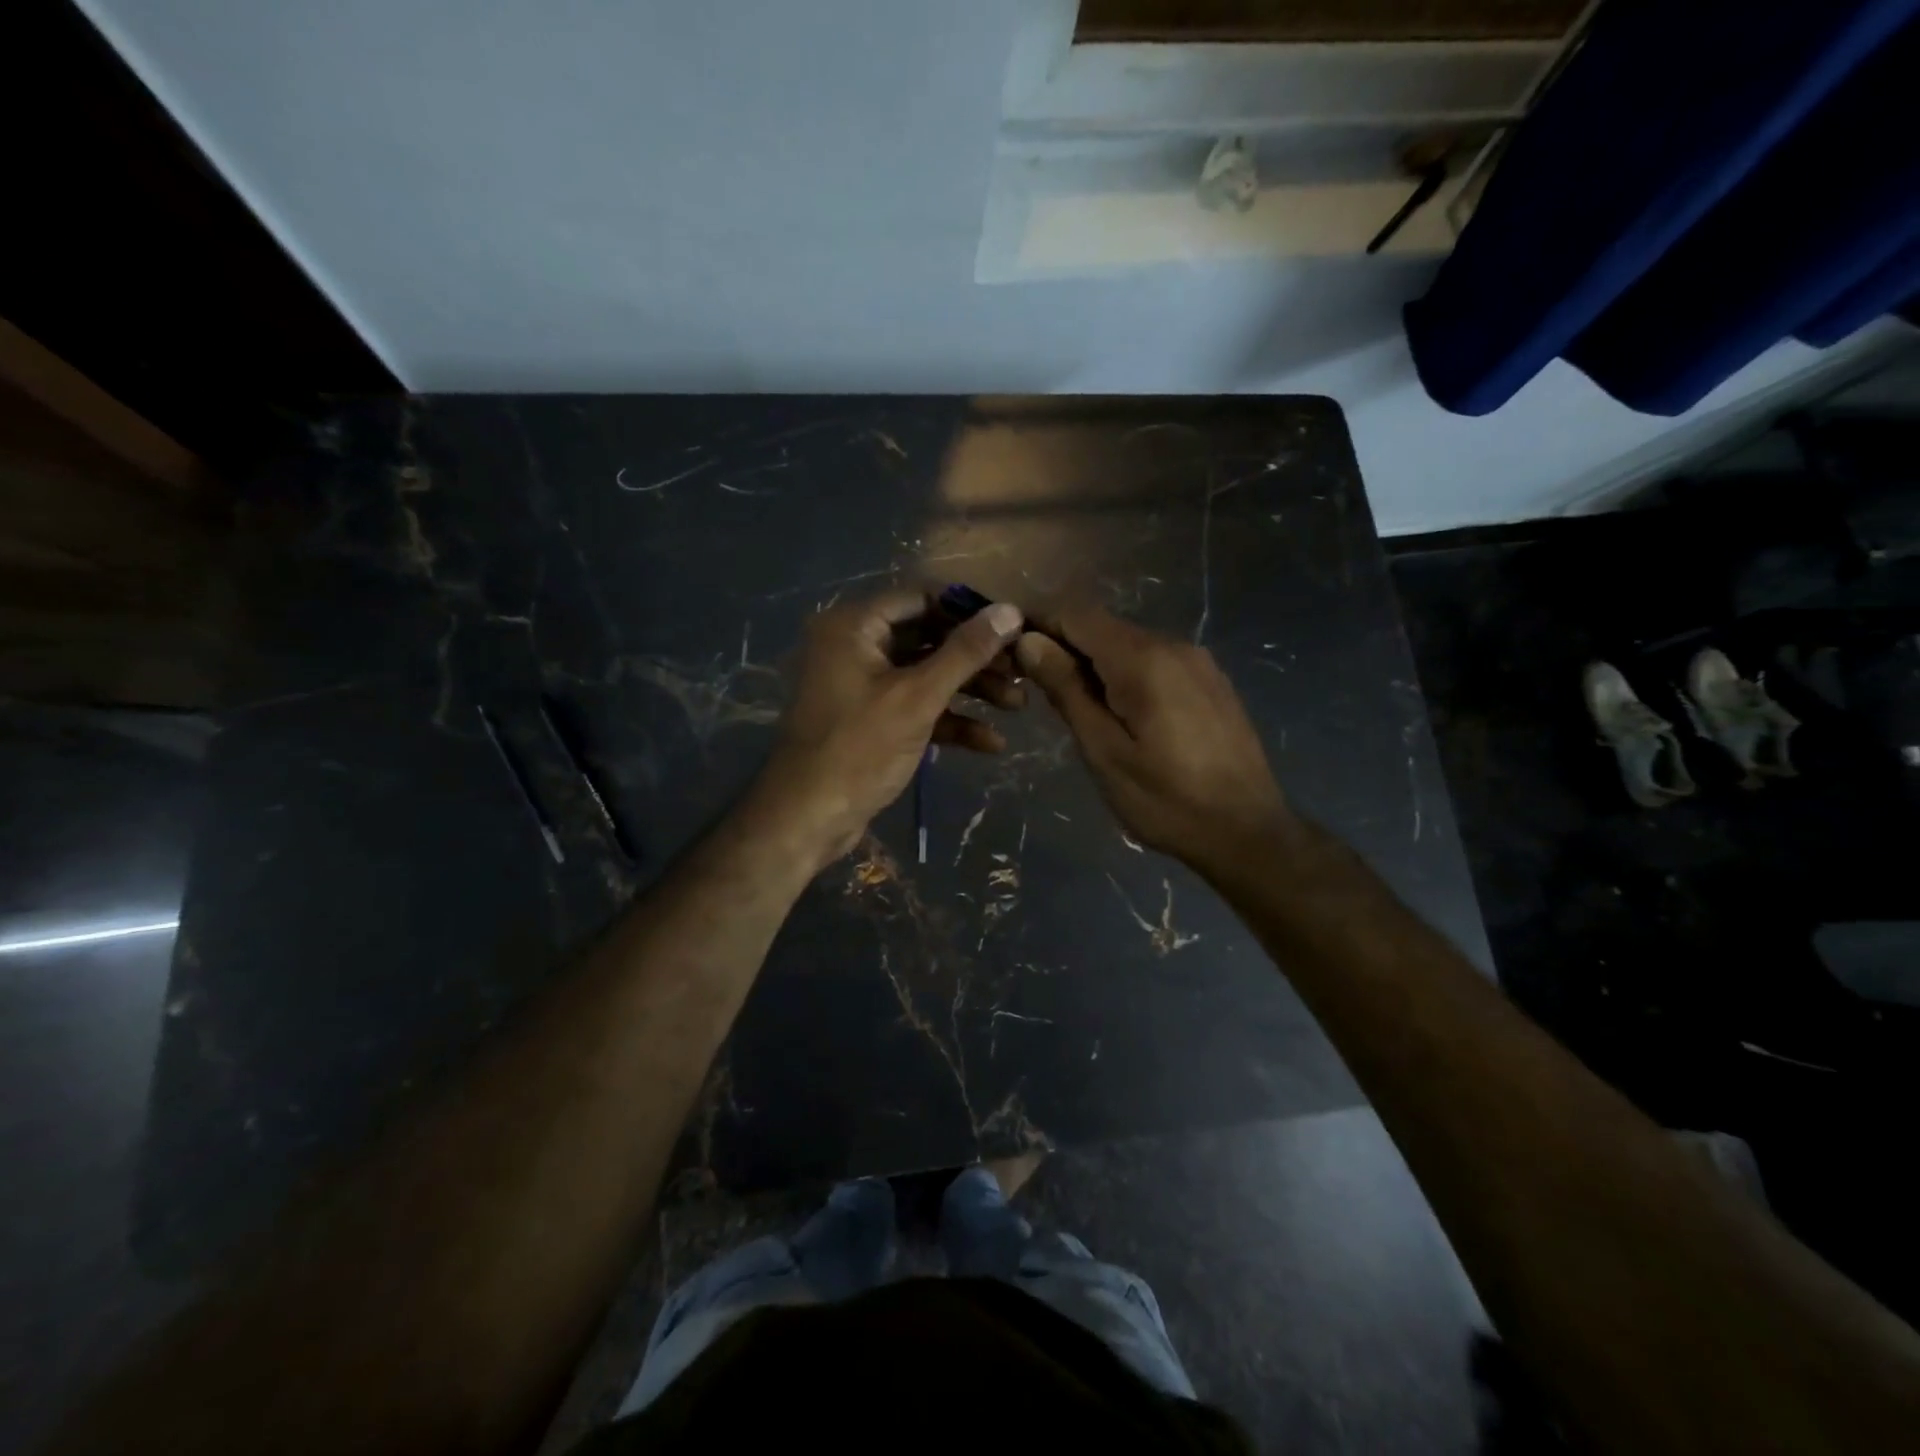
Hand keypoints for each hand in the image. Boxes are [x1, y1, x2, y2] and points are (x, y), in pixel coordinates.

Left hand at [756, 590, 1026, 867]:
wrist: (807, 818)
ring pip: (926, 675)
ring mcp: (863, 685)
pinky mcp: (872, 721)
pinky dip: (950, 721)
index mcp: (854, 625)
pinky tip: (991, 743)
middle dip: (976, 658)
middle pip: (928, 637)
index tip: (1013, 626)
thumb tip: (1011, 611)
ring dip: (970, 690)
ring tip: (1018, 705)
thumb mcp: (918, 697)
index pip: (921, 597)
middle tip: (1022, 670)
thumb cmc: (859, 748)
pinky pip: (916, 707)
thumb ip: (965, 653)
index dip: (968, 611)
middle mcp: (855, 646)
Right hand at [1015, 606, 1293, 874]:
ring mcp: (1197, 660)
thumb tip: (1029, 641)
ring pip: (1128, 644)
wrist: (1248, 831)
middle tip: (1038, 691)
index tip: (1012, 654)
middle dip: (1064, 647)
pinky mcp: (1210, 679)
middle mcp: (1172, 645)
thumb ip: (1067, 690)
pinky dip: (1125, 674)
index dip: (1038, 624)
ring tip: (1079, 709)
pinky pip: (1154, 660)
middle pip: (1102, 626)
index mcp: (1142, 660)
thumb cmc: (1166, 801)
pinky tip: (1123, 715)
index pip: (1076, 614)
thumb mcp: (1104, 752)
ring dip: (1094, 664)